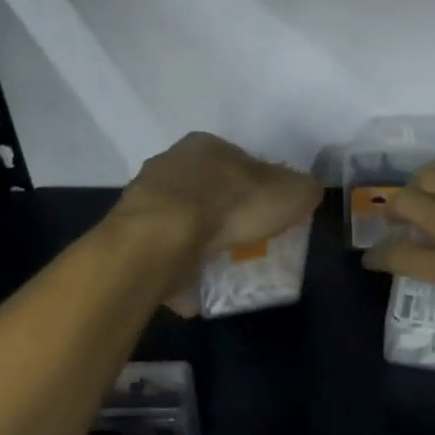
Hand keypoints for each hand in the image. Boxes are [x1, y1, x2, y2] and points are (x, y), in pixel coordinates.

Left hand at [113, 133, 322, 308]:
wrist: (160, 239)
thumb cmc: (229, 205)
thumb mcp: (289, 193)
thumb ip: (303, 189)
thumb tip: (306, 191)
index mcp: (207, 145)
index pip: (239, 162)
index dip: (258, 188)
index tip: (268, 216)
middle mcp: (171, 163)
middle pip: (207, 189)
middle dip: (224, 214)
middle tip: (244, 244)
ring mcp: (144, 197)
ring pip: (181, 219)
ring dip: (197, 241)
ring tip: (217, 269)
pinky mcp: (128, 232)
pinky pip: (162, 250)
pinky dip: (177, 267)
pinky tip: (192, 288)